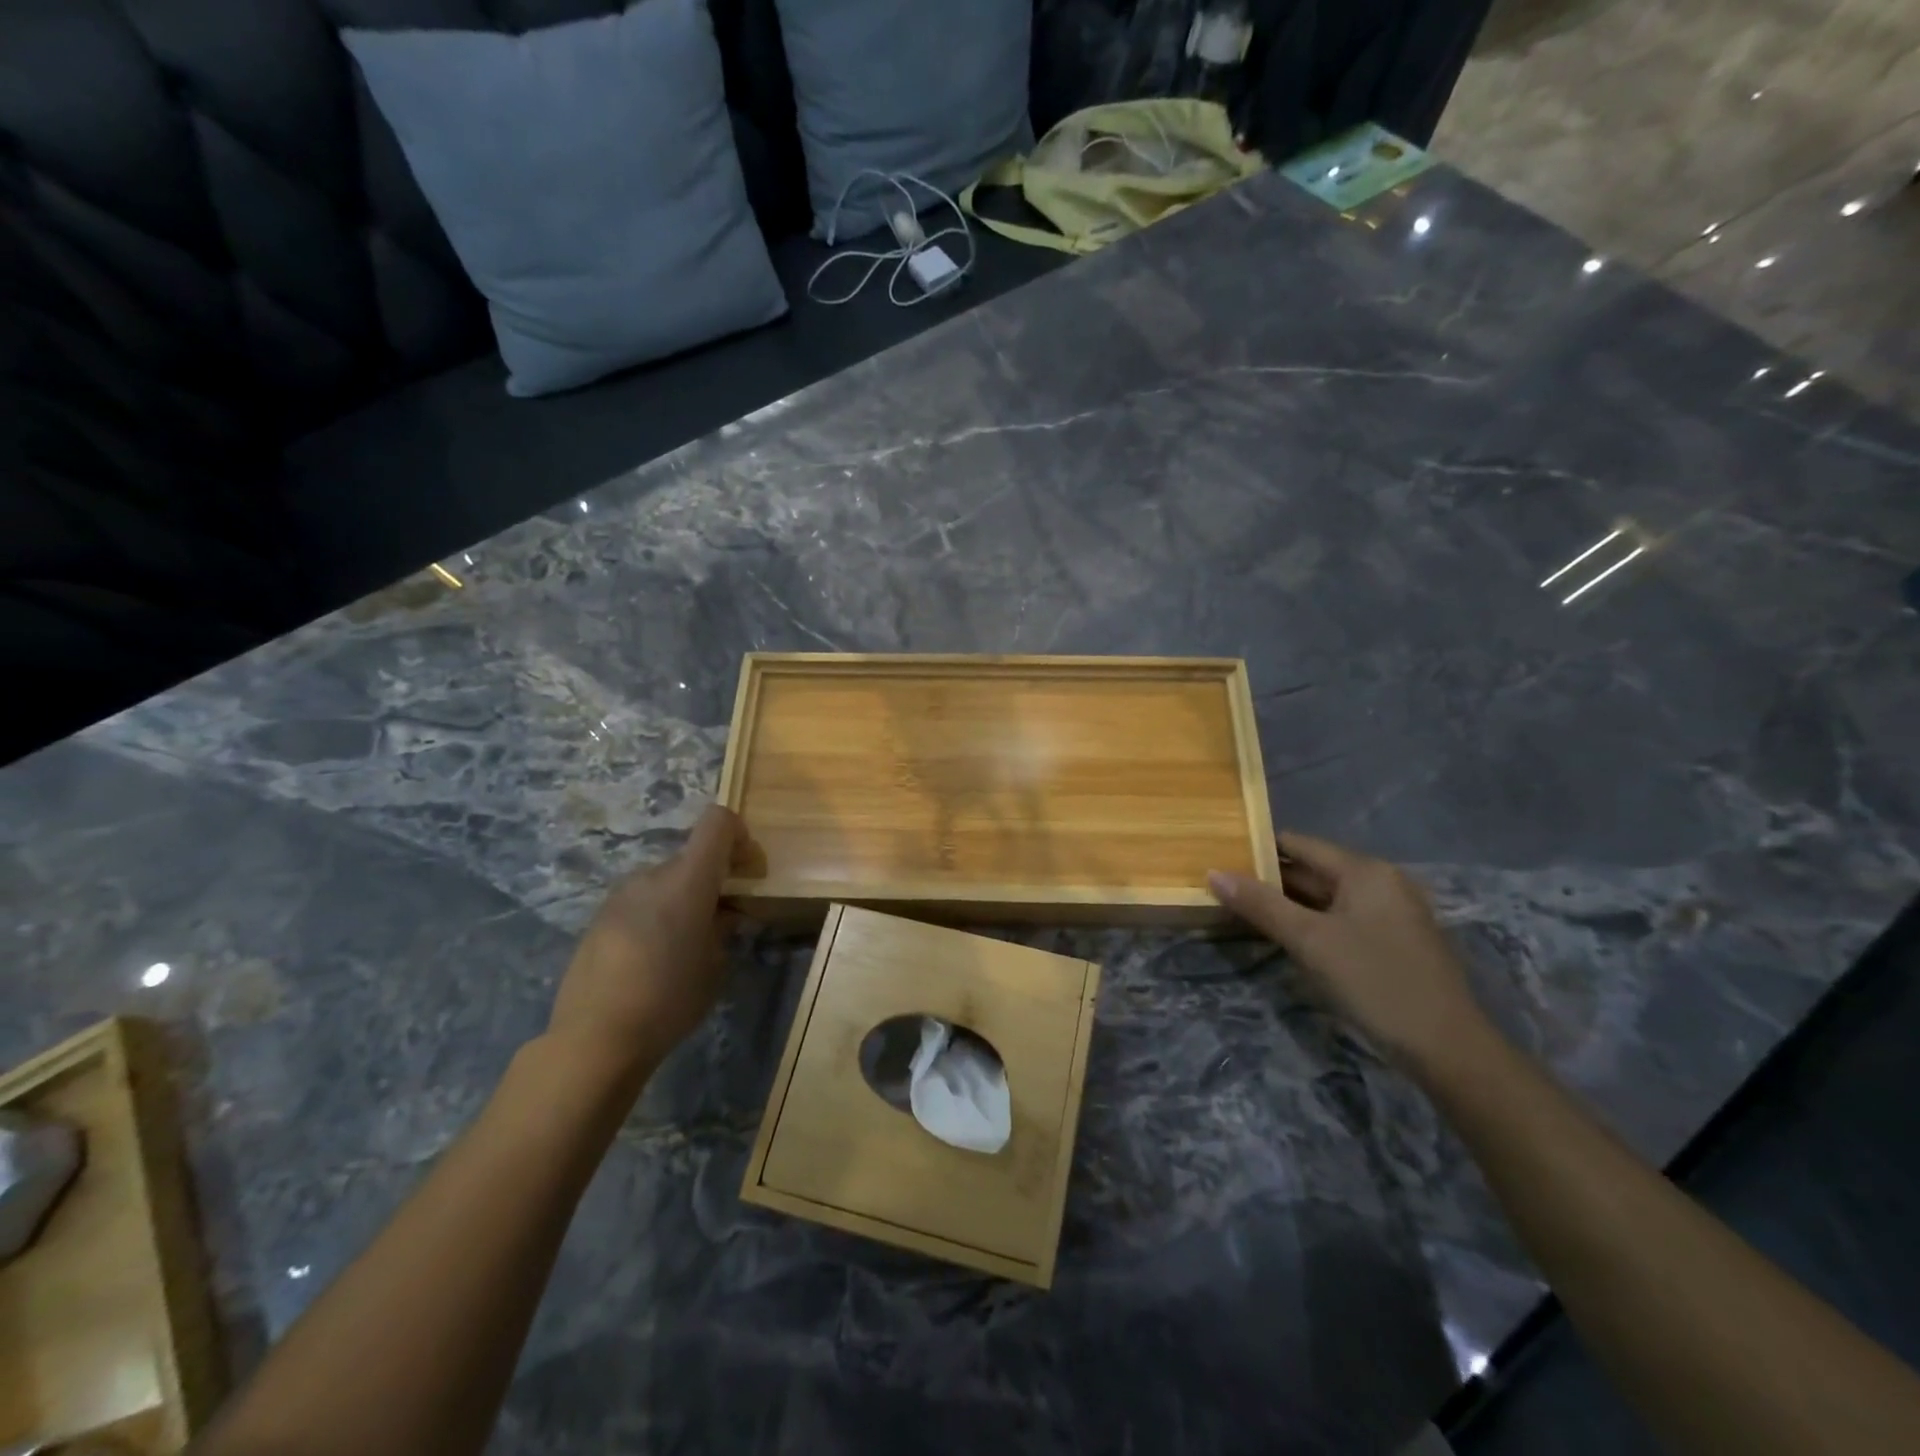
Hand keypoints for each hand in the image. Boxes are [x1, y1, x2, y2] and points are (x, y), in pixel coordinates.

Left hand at [547, 804, 743, 1080]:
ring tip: (687, 946)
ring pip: (666, 881)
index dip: (739, 835)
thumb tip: (724, 913)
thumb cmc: (670, 999)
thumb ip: (723, 927)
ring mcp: (620, 895)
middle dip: (714, 879)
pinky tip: (654, 959)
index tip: (747, 871)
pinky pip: (641, 902)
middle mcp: (651, 875)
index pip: (717, 822)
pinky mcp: (599, 918)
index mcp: (687, 879)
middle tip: (724, 920)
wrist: (594, 1039)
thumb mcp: (715, 965)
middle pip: (693, 857)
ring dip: (684, 899)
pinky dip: (658, 915)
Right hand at [1208, 831, 1488, 1074]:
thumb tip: (1213, 873)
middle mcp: (1380, 882)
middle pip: (1312, 869)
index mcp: (1365, 870)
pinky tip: (1282, 937)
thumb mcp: (1310, 941)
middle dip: (1268, 879)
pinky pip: (1340, 919)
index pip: (1298, 844)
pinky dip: (1310, 923)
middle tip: (1221, 887)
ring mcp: (1389, 913)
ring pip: (1324, 898)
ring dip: (1286, 904)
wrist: (1449, 1049)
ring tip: (1239, 909)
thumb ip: (1261, 904)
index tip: (1218, 857)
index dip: (1257, 849)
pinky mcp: (1392, 942)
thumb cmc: (1376, 982)